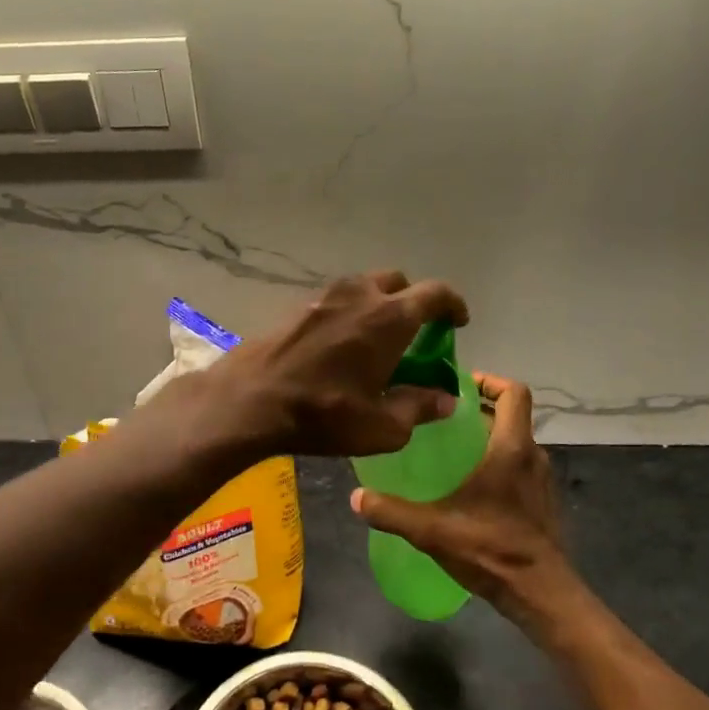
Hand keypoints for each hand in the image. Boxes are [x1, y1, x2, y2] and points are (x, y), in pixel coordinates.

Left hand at [187, 270, 469, 458]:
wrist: (250, 400)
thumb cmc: (324, 413)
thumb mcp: (382, 426)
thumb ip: (419, 408)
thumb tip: (445, 400)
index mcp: (390, 317)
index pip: (435, 293)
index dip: (453, 304)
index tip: (458, 322)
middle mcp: (360, 295)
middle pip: (398, 283)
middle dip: (413, 301)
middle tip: (414, 332)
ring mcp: (324, 296)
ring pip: (363, 287)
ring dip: (378, 304)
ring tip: (376, 338)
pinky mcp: (297, 307)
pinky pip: (336, 300)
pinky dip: (349, 313)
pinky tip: (340, 345)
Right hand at [350, 372, 587, 632]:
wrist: (541, 594)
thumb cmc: (492, 550)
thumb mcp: (432, 530)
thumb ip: (391, 512)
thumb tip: (356, 497)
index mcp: (511, 449)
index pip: (514, 393)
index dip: (489, 380)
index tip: (458, 385)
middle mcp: (532, 456)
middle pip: (510, 415)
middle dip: (478, 410)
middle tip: (439, 417)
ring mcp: (541, 480)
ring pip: (514, 442)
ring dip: (487, 437)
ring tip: (449, 449)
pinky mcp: (541, 501)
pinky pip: (518, 466)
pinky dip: (496, 462)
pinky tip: (468, 486)